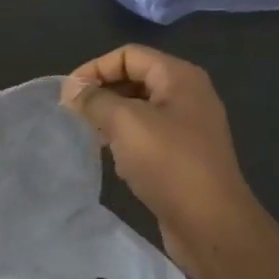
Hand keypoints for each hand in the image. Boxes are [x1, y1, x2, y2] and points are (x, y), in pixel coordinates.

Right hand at [60, 46, 258, 272]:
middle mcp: (188, 95)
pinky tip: (115, 159)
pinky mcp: (185, 155)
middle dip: (103, 92)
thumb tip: (72, 88)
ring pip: (140, 109)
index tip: (68, 95)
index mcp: (180, 77)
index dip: (95, 68)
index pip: (129, 55)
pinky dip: (127, 139)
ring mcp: (189, 127)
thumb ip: (95, 100)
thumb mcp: (125, 123)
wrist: (210, 223)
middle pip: (136, 78)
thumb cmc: (169, 164)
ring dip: (112, 117)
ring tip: (90, 135)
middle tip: (75, 114)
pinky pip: (149, 134)